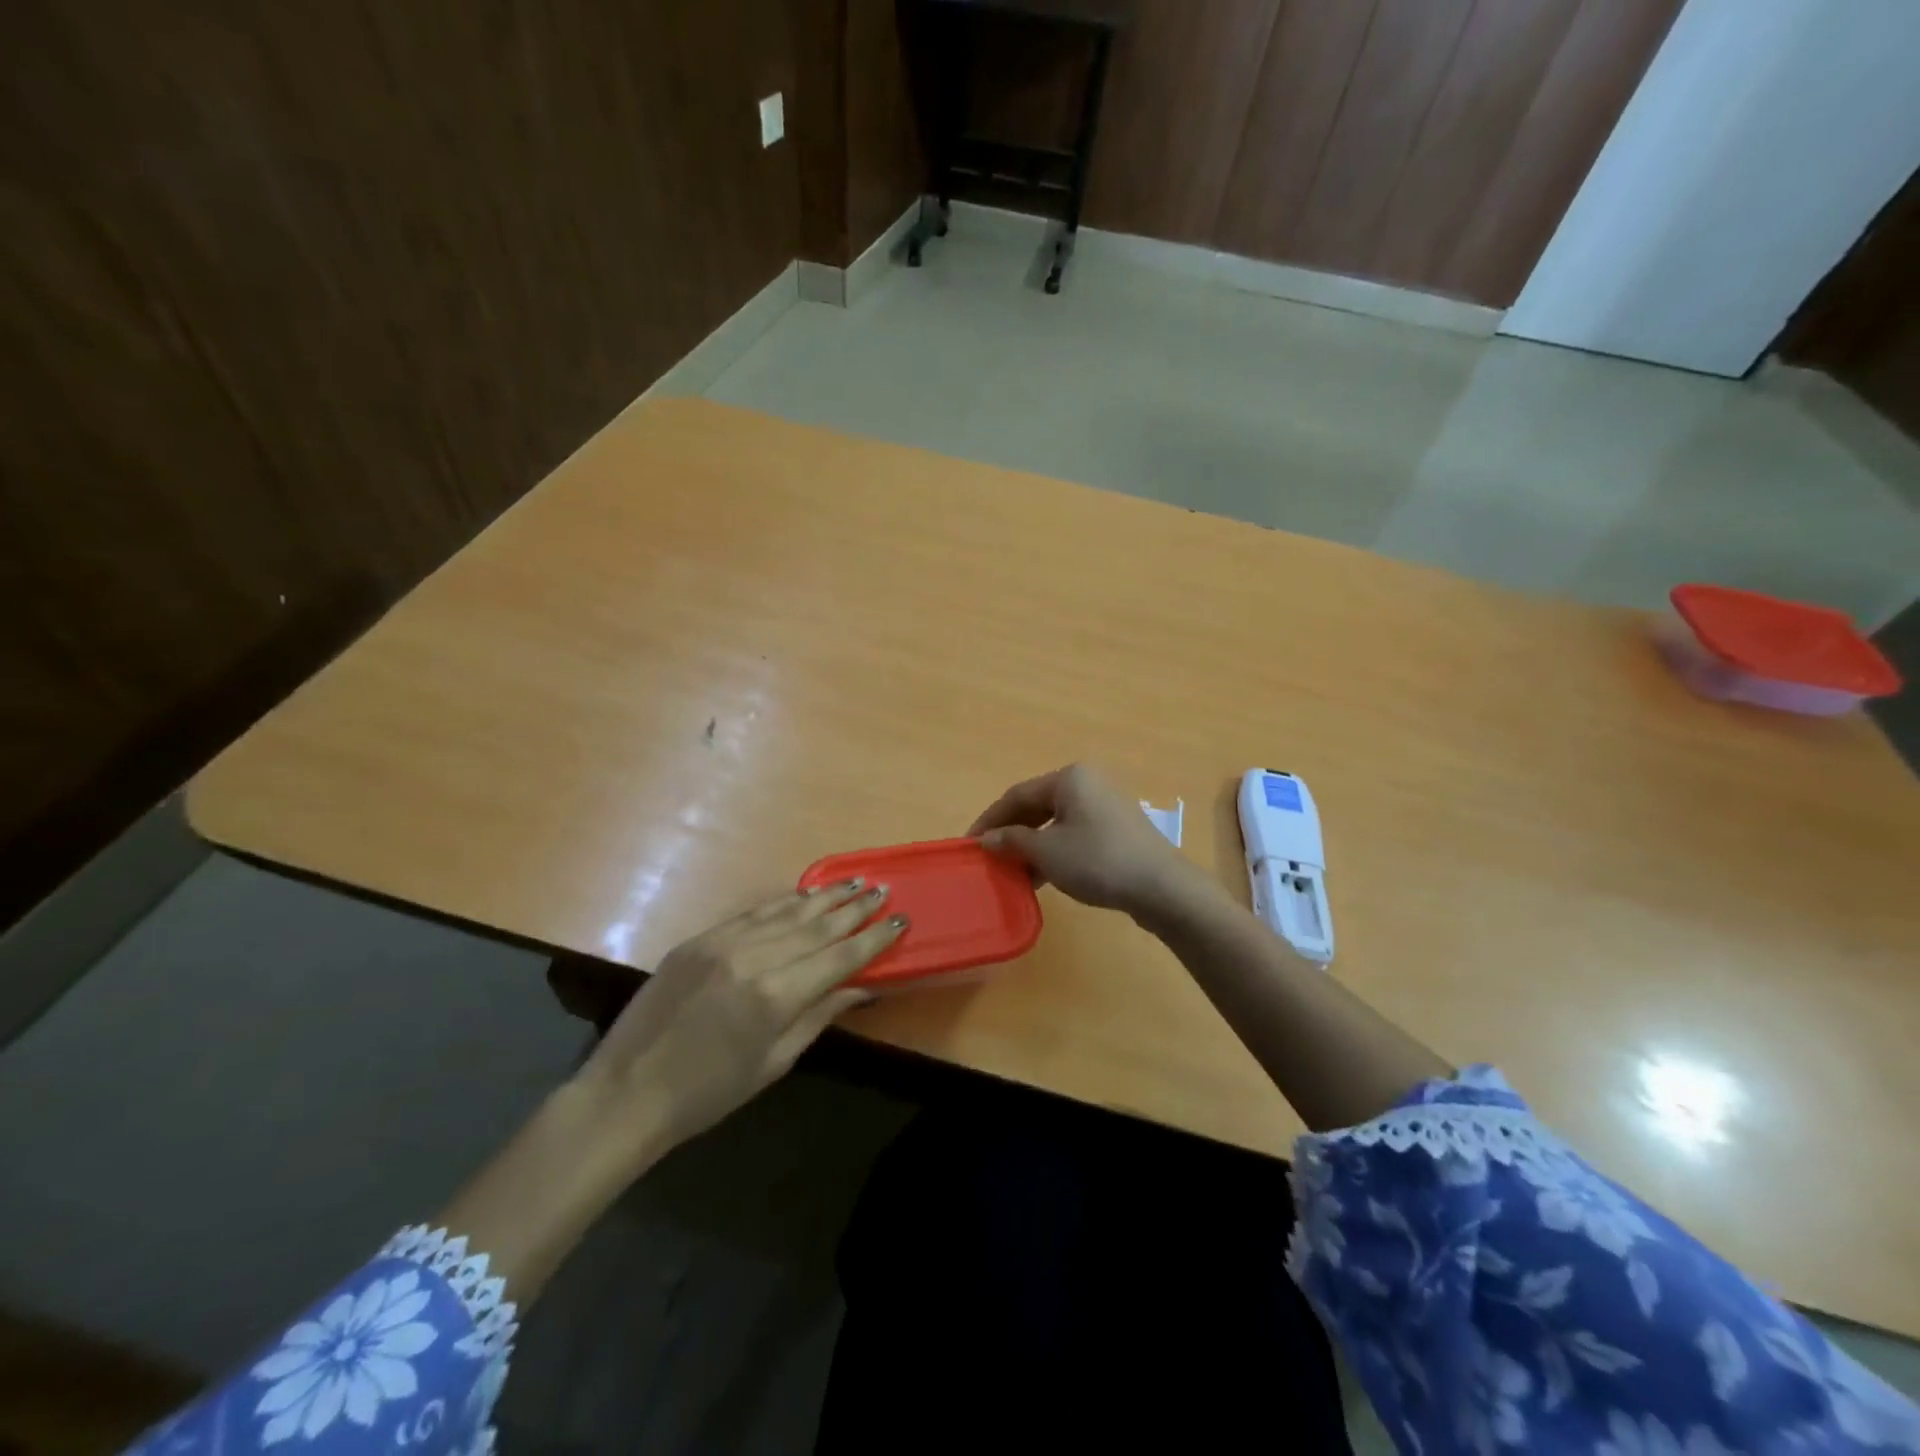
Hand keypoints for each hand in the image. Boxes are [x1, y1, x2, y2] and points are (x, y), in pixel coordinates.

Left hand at [574, 880, 905, 1152]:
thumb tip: (860, 986)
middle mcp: (752, 958)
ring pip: (785, 912)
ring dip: (823, 897)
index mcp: (775, 996)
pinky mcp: (699, 938)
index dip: (872, 938)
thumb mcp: (774, 1062)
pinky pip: (752, 914)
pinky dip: (782, 903)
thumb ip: (819, 1015)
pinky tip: (803, 895)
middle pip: (816, 926)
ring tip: (853, 882)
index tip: (899, 919)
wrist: (627, 1092)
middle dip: (854, 908)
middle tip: (882, 889)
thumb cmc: (709, 1093)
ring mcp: (722, 942)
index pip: (838, 957)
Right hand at [969, 763, 1199, 915]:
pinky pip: (1075, 833)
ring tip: (1013, 872)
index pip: (1016, 795)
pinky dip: (1055, 851)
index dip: (989, 820)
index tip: (969, 844)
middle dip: (1012, 833)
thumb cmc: (1097, 860)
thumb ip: (1012, 841)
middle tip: (990, 858)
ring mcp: (1106, 805)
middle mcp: (1088, 783)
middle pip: (1037, 806)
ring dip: (1032, 846)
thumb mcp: (1047, 852)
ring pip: (1056, 822)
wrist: (1161, 887)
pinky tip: (1043, 876)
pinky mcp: (1118, 828)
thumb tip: (987, 839)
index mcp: (1069, 778)